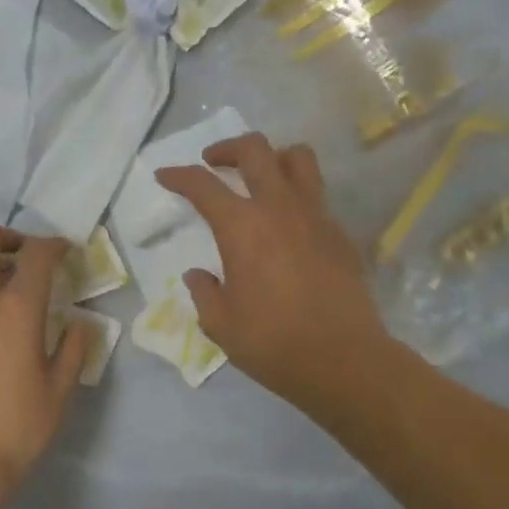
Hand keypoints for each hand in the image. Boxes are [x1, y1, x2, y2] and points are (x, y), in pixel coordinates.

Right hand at [156, 132, 389, 408]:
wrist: (344, 360)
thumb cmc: (273, 343)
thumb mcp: (221, 325)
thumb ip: (204, 293)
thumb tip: (197, 275)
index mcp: (242, 228)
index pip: (203, 186)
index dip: (179, 176)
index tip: (164, 175)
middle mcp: (279, 208)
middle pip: (255, 149)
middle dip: (227, 148)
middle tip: (213, 163)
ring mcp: (316, 216)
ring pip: (297, 158)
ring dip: (272, 157)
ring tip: (258, 176)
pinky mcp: (339, 233)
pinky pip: (316, 194)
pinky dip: (296, 193)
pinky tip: (287, 224)